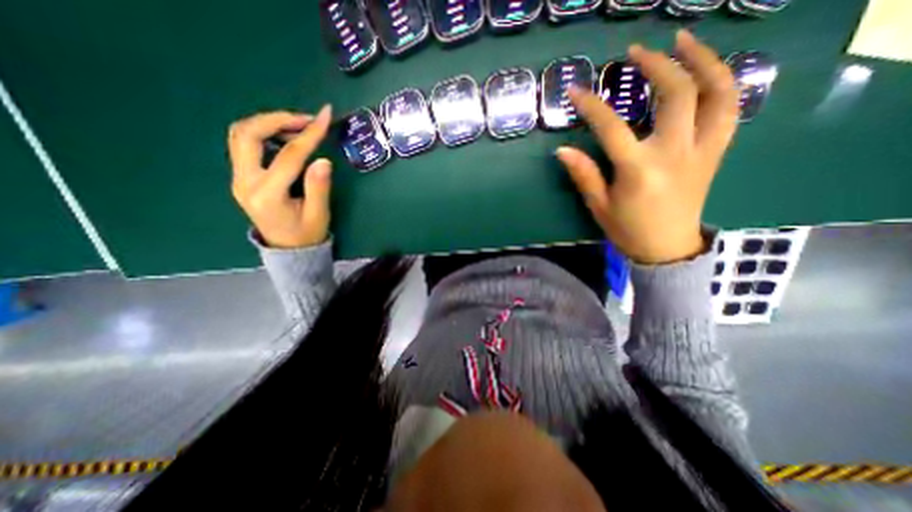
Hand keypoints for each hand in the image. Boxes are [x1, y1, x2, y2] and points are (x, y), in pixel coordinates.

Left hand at [227, 103, 332, 248]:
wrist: (288, 249)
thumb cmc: (306, 234)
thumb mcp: (318, 214)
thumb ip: (319, 187)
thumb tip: (323, 160)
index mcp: (267, 194)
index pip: (289, 155)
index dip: (309, 134)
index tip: (324, 117)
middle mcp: (245, 182)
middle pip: (248, 134)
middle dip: (278, 119)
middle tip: (307, 119)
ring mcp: (238, 178)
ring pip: (241, 134)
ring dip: (268, 122)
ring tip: (298, 125)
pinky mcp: (241, 176)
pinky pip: (244, 144)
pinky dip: (264, 132)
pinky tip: (285, 137)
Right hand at [555, 28, 739, 263]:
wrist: (667, 248)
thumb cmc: (628, 229)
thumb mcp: (599, 205)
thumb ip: (583, 174)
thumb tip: (562, 150)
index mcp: (639, 170)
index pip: (612, 128)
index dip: (591, 106)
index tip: (576, 91)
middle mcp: (675, 153)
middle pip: (677, 93)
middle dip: (657, 64)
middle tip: (637, 51)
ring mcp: (702, 150)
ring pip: (717, 92)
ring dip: (703, 60)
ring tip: (684, 41)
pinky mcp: (715, 152)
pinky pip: (729, 109)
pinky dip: (722, 83)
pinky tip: (706, 73)